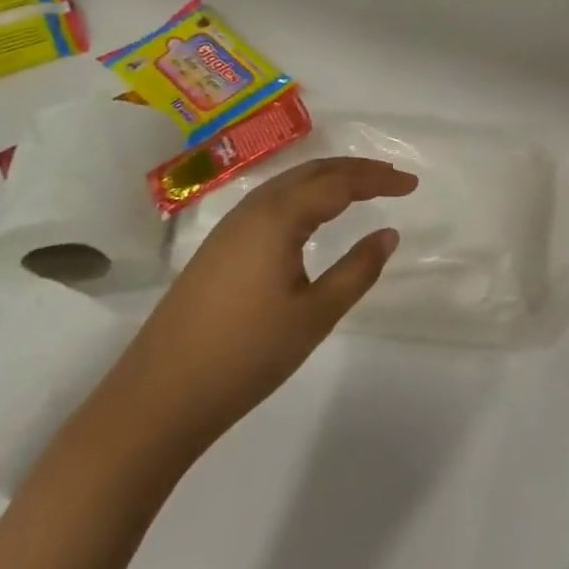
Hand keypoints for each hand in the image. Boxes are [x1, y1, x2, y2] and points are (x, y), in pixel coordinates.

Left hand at [108, 157, 413, 459]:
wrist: (156, 398)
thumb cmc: (245, 355)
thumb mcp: (314, 315)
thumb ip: (357, 270)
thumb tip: (389, 233)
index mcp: (279, 216)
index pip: (340, 182)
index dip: (380, 179)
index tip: (412, 185)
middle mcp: (254, 208)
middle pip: (314, 171)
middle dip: (356, 170)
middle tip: (393, 179)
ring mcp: (230, 226)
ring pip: (290, 184)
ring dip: (329, 179)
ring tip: (362, 190)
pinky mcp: (218, 247)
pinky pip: (273, 201)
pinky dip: (305, 196)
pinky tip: (313, 217)